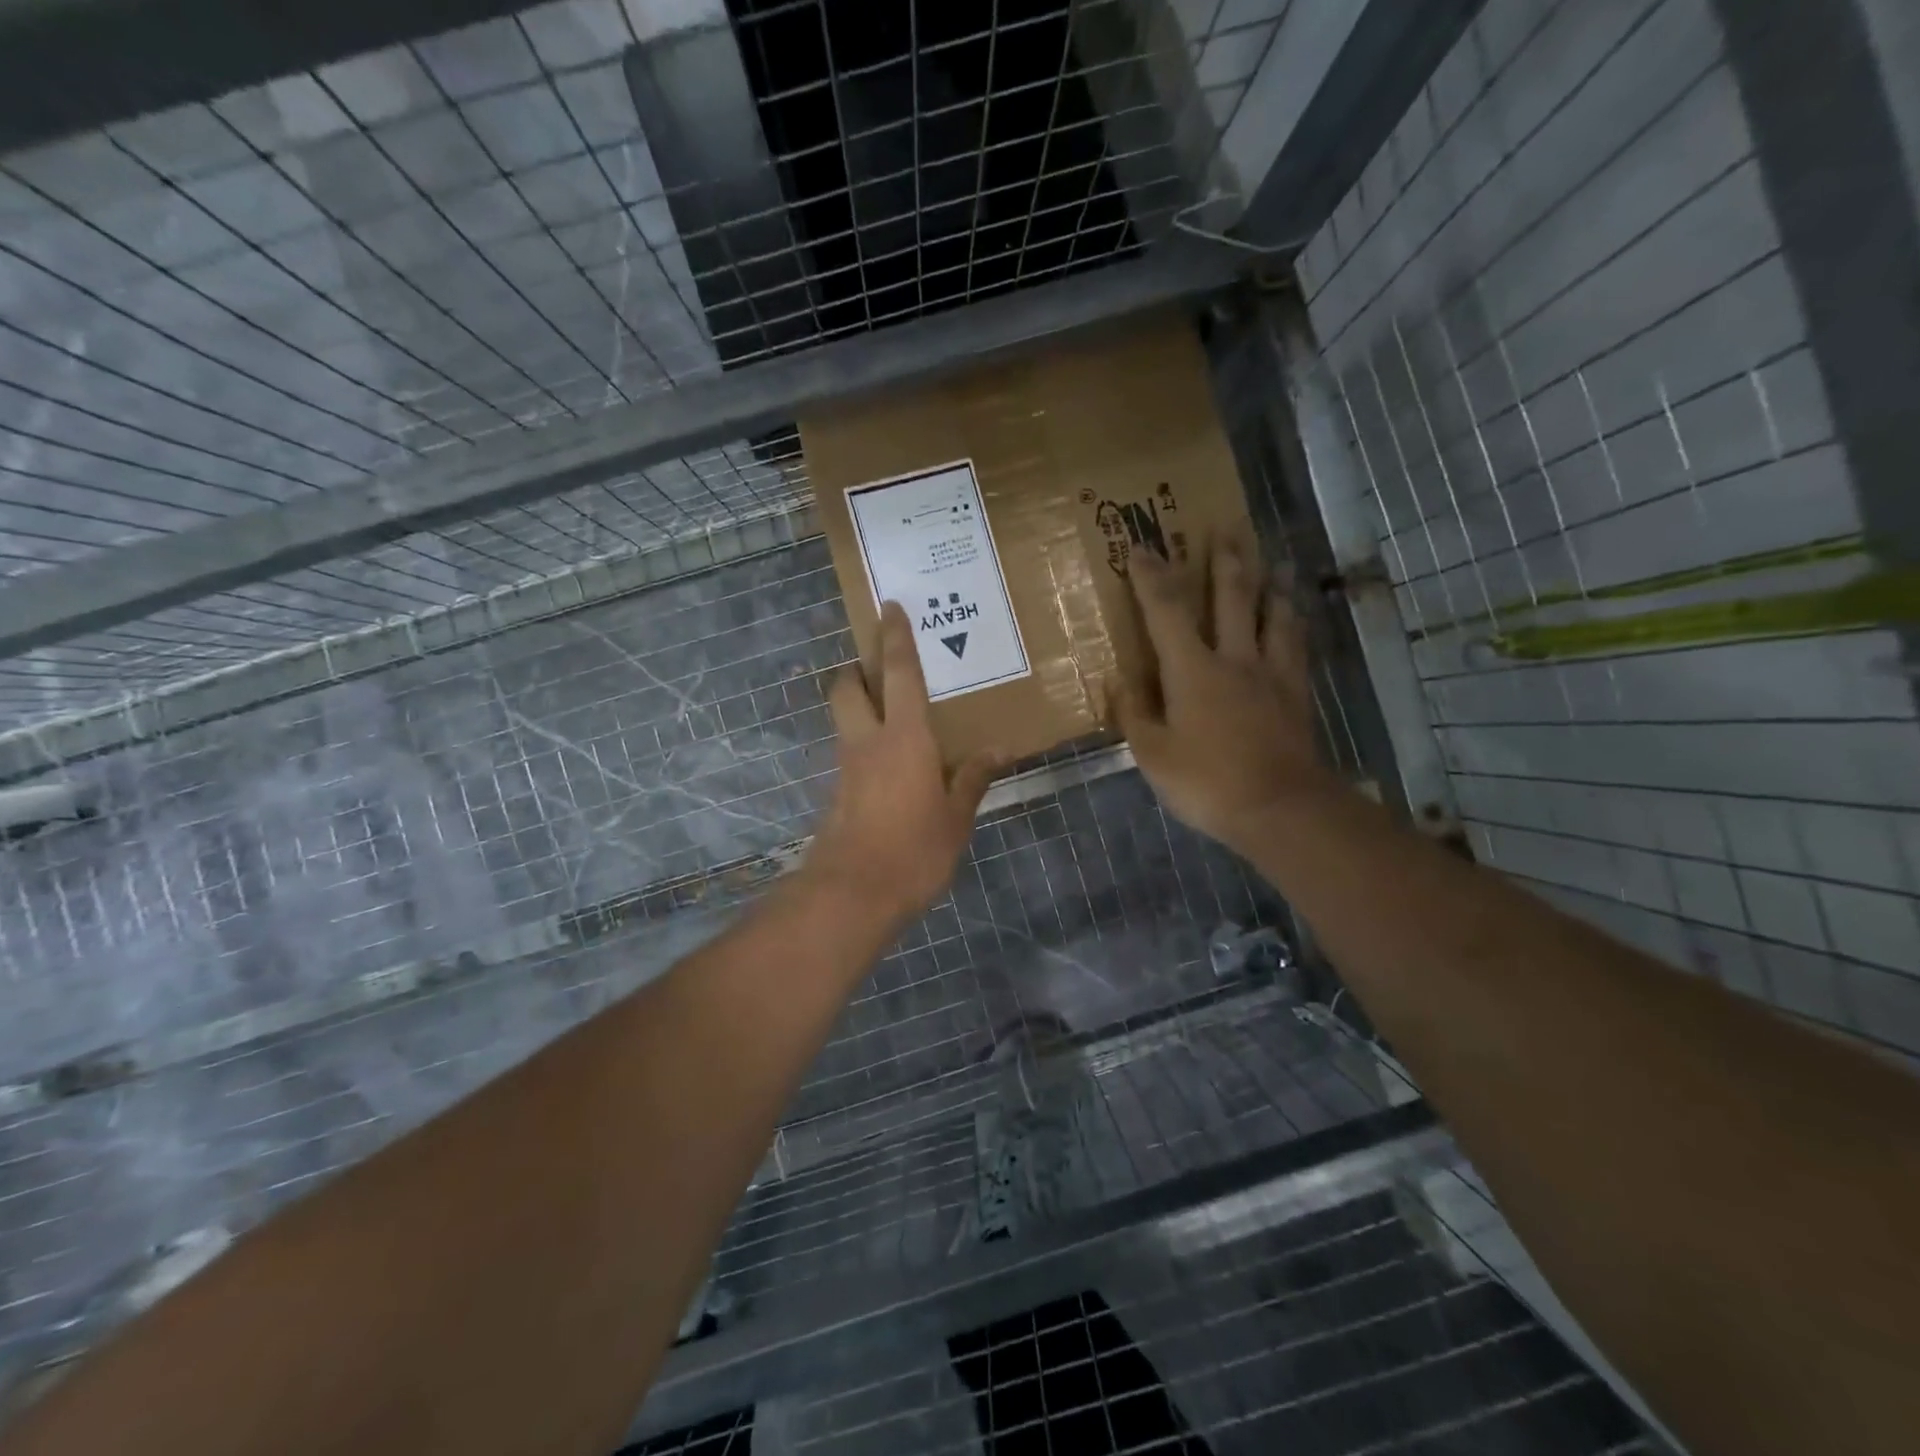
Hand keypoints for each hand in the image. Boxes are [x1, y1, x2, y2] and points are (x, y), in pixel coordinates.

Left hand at [806, 601, 999, 926]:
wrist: (852, 894)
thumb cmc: (913, 850)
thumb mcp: (956, 818)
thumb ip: (973, 778)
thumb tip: (999, 749)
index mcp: (904, 737)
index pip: (899, 674)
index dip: (895, 638)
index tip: (890, 607)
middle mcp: (867, 742)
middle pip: (847, 687)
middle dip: (858, 669)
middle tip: (882, 669)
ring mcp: (846, 768)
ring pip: (844, 719)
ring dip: (860, 706)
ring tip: (895, 717)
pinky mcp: (836, 794)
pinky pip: (850, 753)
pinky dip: (865, 745)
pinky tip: (892, 767)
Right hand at [1116, 537, 1333, 856]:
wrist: (1280, 808)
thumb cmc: (1206, 782)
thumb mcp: (1152, 755)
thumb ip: (1134, 714)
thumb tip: (1118, 681)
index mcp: (1192, 670)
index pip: (1166, 611)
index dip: (1151, 576)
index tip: (1141, 546)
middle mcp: (1234, 658)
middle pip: (1232, 596)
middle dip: (1225, 558)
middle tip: (1227, 525)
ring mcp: (1271, 673)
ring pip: (1272, 613)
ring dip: (1269, 582)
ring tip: (1272, 560)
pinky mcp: (1296, 692)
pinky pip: (1295, 645)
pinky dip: (1292, 621)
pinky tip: (1293, 615)